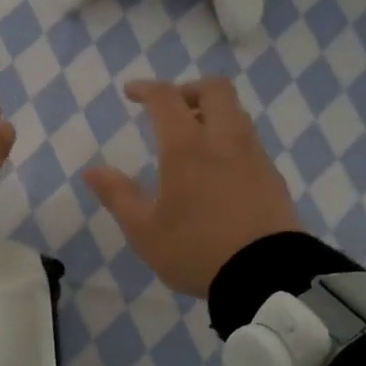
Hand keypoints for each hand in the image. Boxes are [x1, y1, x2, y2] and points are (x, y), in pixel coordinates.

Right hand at [83, 77, 302, 297]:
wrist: (268, 276)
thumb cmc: (197, 250)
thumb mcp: (145, 231)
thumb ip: (118, 196)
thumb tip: (92, 171)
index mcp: (187, 147)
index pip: (166, 98)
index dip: (146, 89)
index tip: (131, 93)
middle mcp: (224, 140)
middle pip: (215, 89)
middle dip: (189, 90)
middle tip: (171, 110)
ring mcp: (254, 156)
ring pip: (236, 113)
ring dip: (212, 114)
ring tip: (193, 141)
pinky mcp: (273, 176)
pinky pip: (249, 141)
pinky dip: (229, 139)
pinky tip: (218, 170)